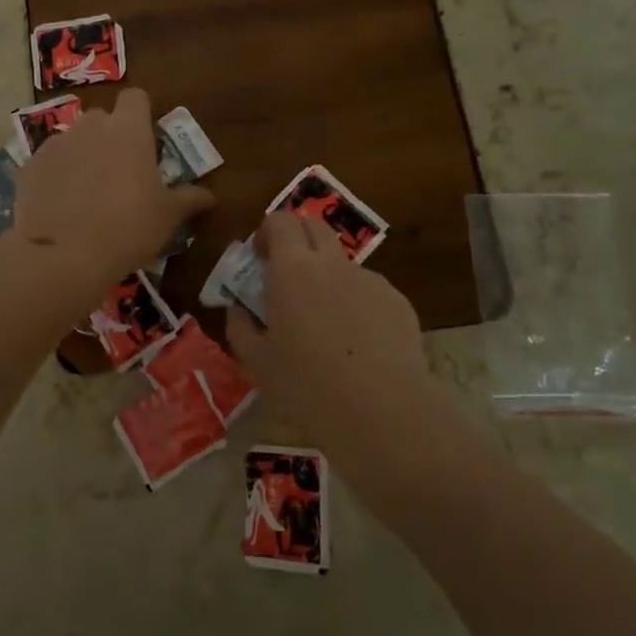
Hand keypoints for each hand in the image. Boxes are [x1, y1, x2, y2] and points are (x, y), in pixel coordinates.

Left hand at [11, 88, 213, 286]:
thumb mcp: (167, 217)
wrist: (62, 256)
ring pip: (73, 139)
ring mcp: (56, 144)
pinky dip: (56, 175)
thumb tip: (210, 196)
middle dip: (110, 136)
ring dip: (82, 155)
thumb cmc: (127, 228)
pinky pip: (49, 162)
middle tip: (119, 172)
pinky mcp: (29, 165)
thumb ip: (189, 199)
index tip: (146, 139)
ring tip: (87, 192)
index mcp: (128, 129)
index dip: (141, 113)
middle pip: (102, 118)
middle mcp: (90, 126)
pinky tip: (60, 205)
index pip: (136, 97)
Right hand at [226, 211, 432, 458]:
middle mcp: (332, 263)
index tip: (260, 258)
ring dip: (327, 275)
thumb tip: (238, 308)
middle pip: (314, 225)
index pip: (279, 221)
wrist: (384, 414)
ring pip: (342, 262)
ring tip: (325, 322)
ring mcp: (369, 280)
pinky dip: (356, 303)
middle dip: (297, 238)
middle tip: (287, 274)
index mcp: (292, 269)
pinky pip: (368, 290)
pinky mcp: (397, 301)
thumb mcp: (256, 362)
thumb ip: (240, 326)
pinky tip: (358, 345)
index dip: (267, 232)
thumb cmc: (308, 387)